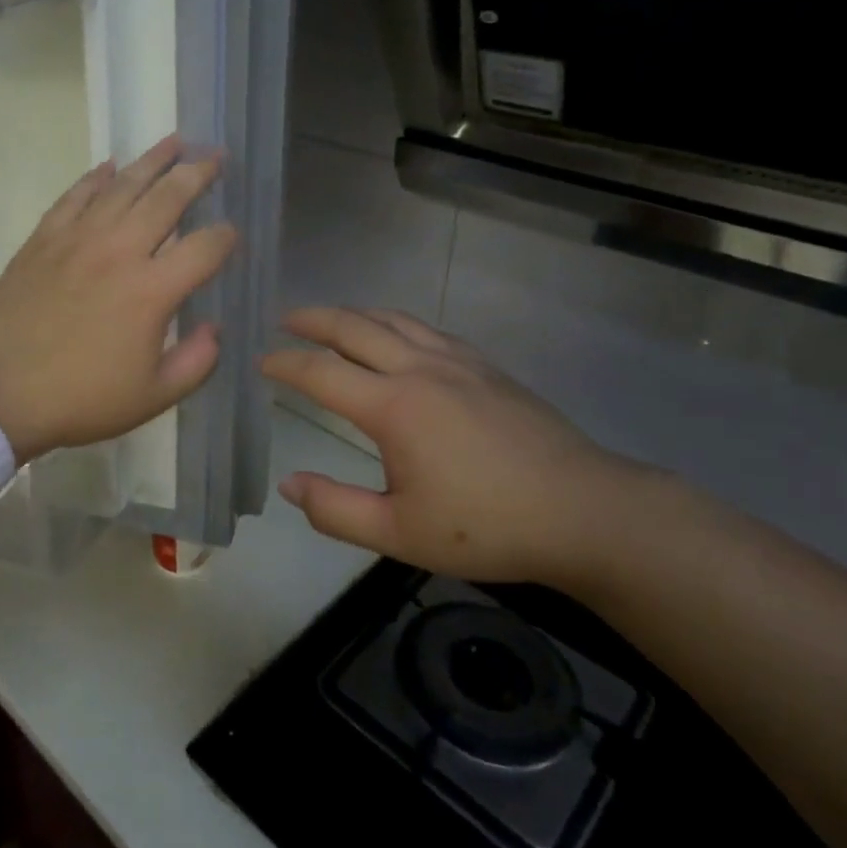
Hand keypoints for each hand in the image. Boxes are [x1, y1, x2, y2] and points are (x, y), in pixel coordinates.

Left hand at [0, 136, 236, 463]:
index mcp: (152, 291)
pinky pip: (74, 197)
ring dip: (152, 160)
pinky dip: (94, 178)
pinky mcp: (43, 239)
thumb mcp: (153, 397)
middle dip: (197, 174)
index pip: (204, 248)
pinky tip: (109, 165)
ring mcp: (77, 240)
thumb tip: (214, 329)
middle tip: (215, 156)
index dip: (226, 238)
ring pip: (122, 186)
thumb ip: (196, 362)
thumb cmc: (81, 399)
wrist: (0, 393)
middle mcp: (119, 252)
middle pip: (167, 198)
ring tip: (174, 141)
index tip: (231, 236)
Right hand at [261, 307, 660, 586]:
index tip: (261, 362)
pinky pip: (427, 329)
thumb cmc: (488, 527)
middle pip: (354, 328)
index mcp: (393, 406)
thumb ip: (335, 510)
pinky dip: (395, 322)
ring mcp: (457, 362)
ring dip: (354, 313)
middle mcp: (419, 369)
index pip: (321, 373)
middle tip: (286, 319)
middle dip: (313, 320)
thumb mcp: (400, 534)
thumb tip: (288, 484)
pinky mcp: (486, 367)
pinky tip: (397, 336)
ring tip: (332, 319)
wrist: (585, 511)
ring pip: (393, 319)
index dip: (285, 364)